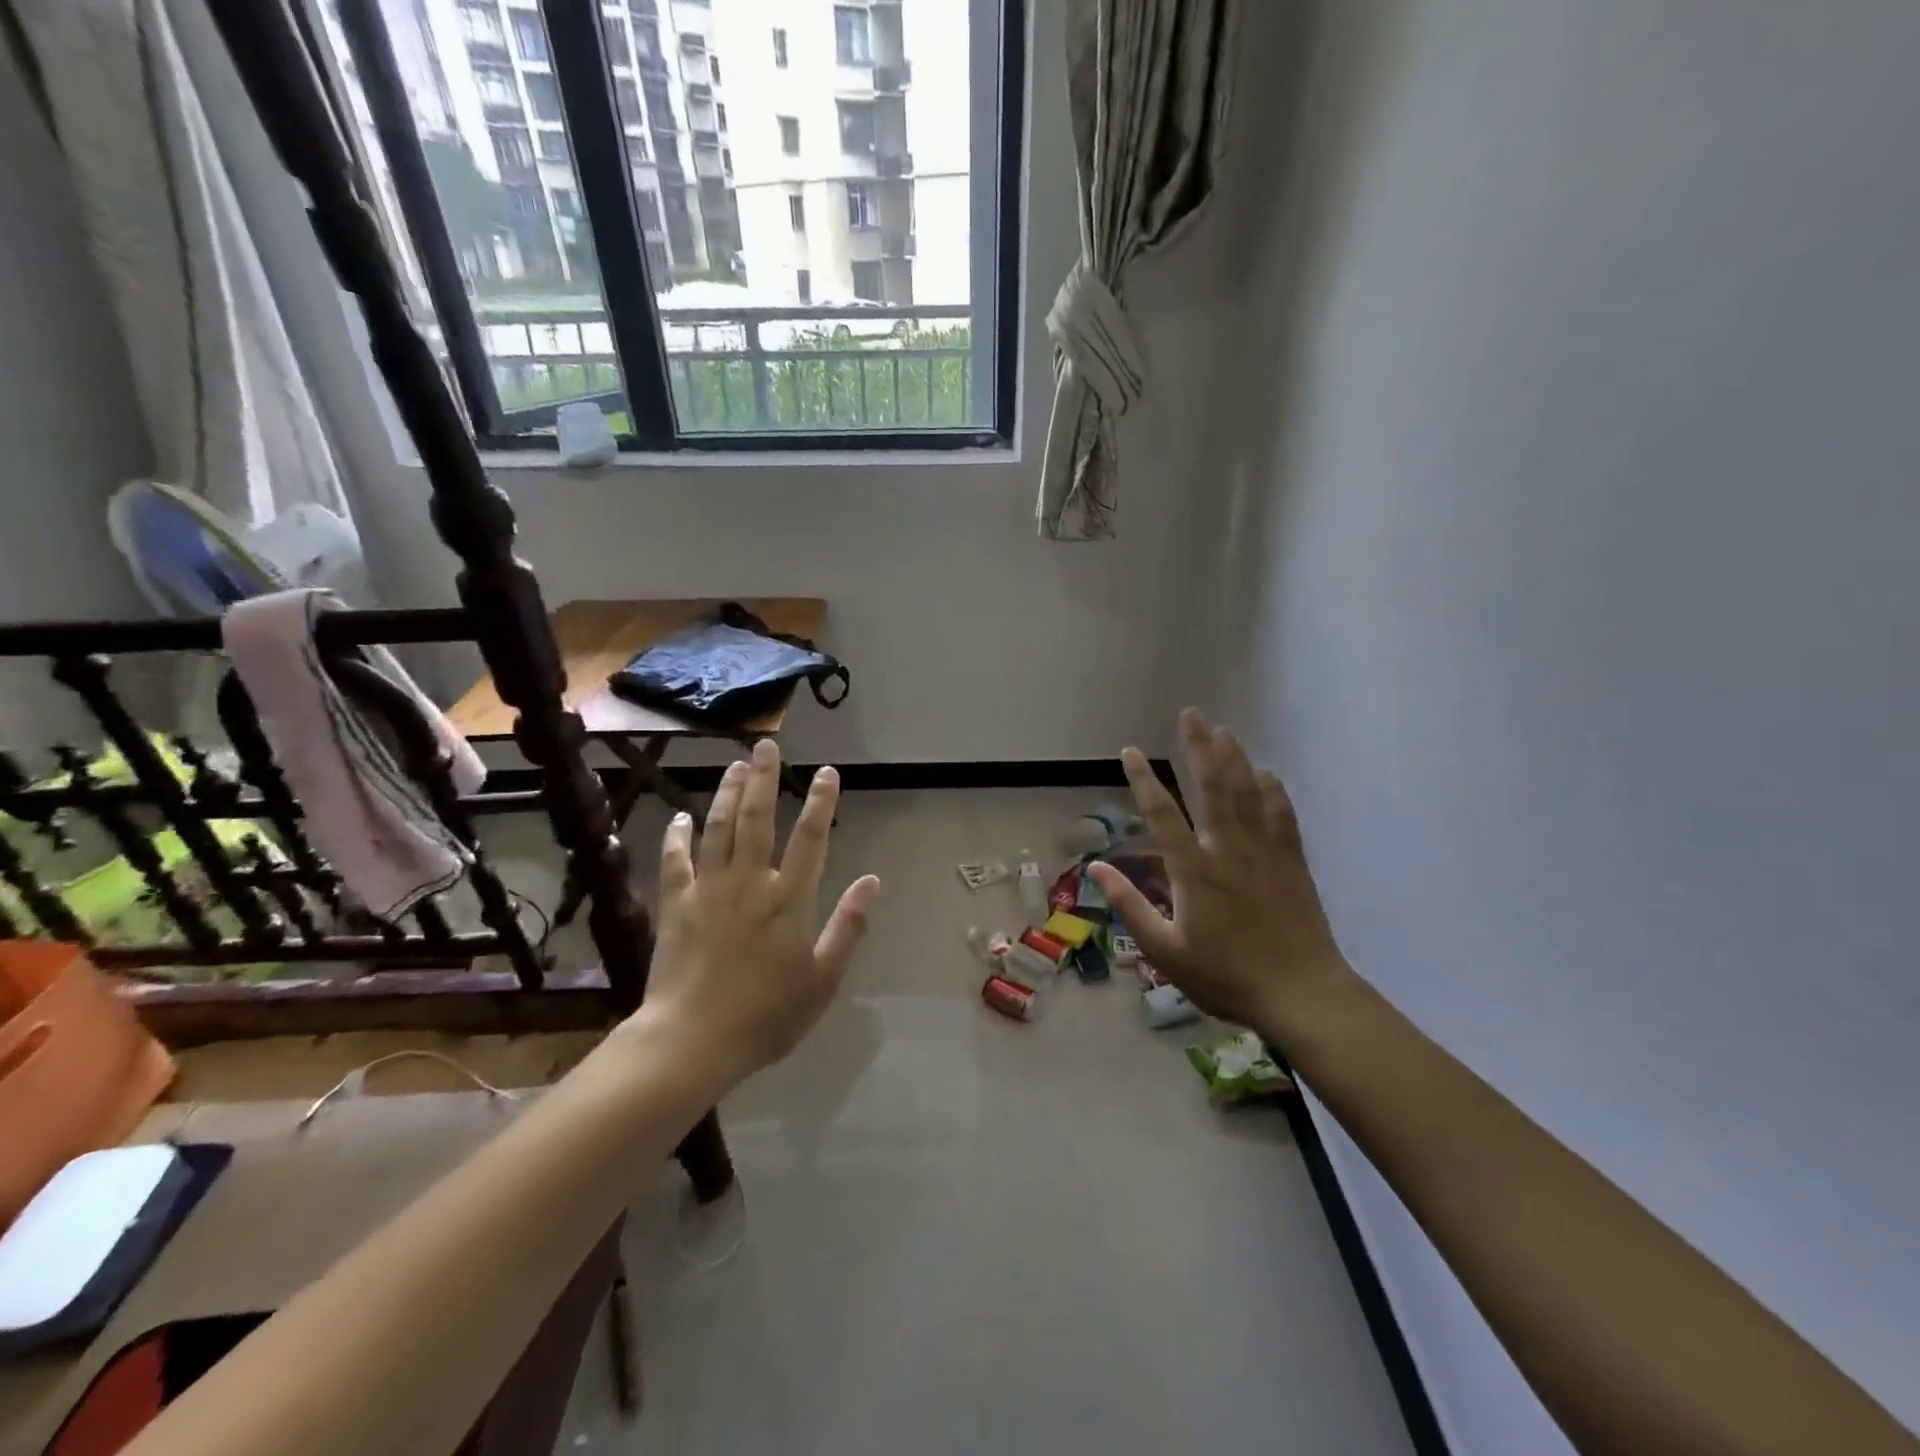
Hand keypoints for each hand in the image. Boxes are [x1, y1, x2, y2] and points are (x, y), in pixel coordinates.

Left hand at [641, 739, 880, 1084]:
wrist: (692, 1041)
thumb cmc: (766, 1015)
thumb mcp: (822, 979)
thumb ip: (848, 926)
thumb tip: (872, 881)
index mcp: (789, 900)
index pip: (811, 839)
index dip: (822, 802)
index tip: (828, 773)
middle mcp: (750, 882)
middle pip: (758, 819)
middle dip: (765, 779)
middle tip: (766, 746)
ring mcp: (709, 890)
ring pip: (719, 828)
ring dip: (728, 794)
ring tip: (736, 766)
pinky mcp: (676, 904)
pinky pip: (676, 860)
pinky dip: (677, 836)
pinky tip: (680, 817)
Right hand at [1087, 709, 1349, 1039]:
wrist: (1302, 994)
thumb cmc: (1226, 976)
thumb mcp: (1165, 951)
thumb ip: (1130, 906)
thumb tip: (1096, 869)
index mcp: (1193, 870)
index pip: (1162, 814)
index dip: (1144, 779)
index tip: (1131, 751)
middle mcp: (1228, 849)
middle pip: (1212, 787)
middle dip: (1198, 748)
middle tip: (1191, 714)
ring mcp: (1264, 852)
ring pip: (1247, 793)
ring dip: (1234, 758)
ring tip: (1223, 730)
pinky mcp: (1292, 862)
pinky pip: (1282, 816)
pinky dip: (1272, 791)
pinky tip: (1266, 774)